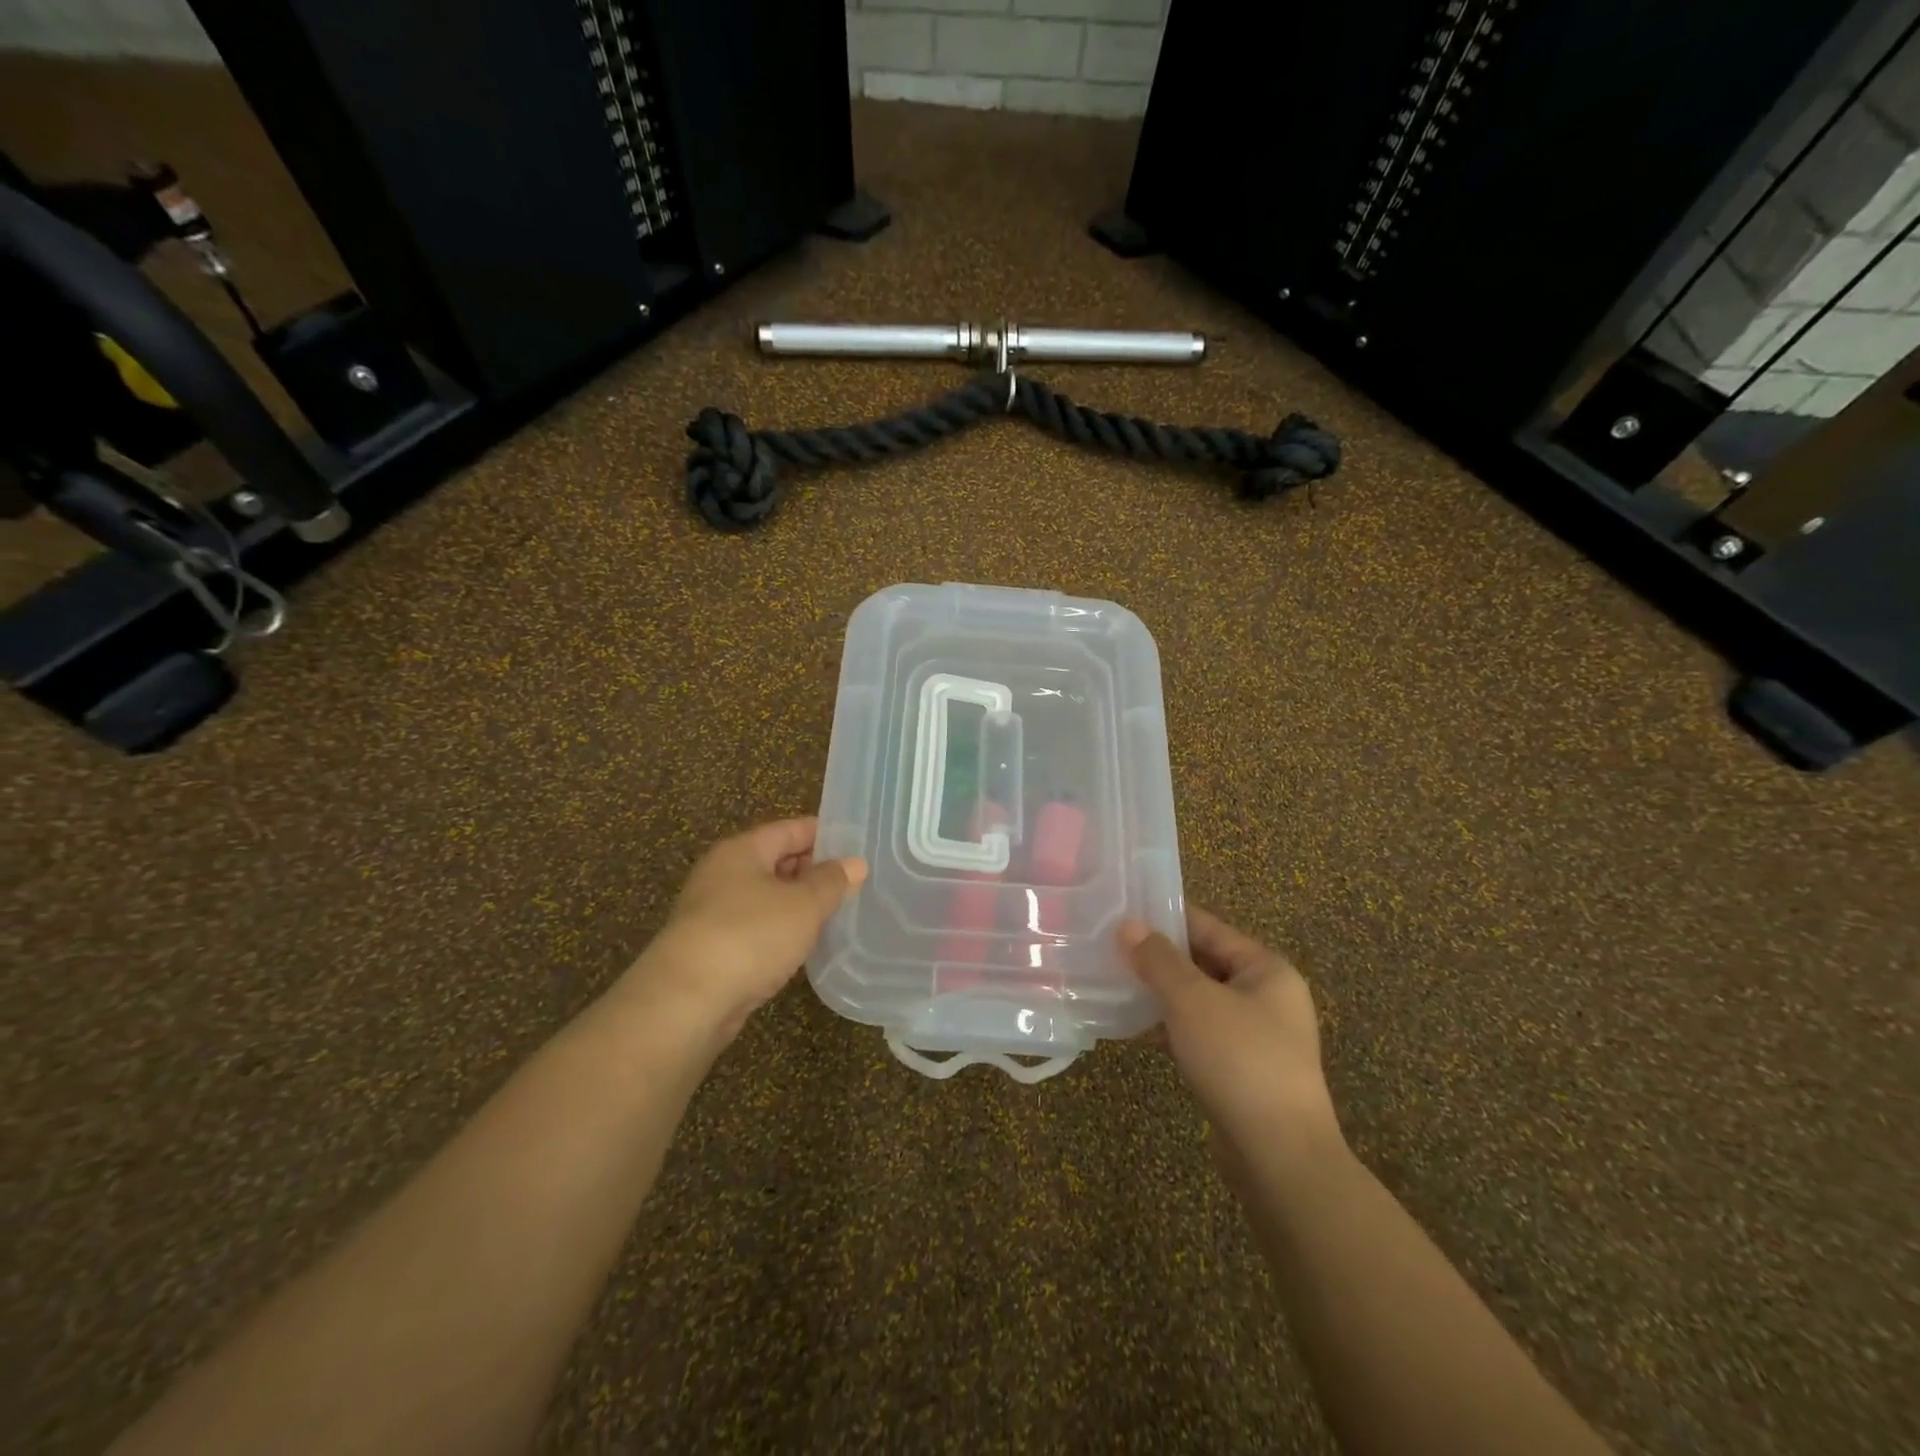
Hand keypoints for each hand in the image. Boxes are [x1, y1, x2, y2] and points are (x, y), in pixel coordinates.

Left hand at [629, 818, 866, 1039]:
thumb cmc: (749, 936)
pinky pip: (757, 929)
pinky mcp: (713, 950)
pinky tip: (806, 945)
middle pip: (776, 861)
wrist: (685, 1002)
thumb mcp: (803, 904)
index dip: (824, 834)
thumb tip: (855, 863)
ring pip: (767, 898)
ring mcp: (714, 913)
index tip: (858, 845)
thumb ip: (831, 881)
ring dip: (799, 905)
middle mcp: (723, 874)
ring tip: (839, 913)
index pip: (789, 829)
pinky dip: (782, 932)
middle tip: (856, 882)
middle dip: (814, 870)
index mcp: (742, 851)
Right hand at [1121, 906, 1342, 1177]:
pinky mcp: (1242, 1069)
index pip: (1209, 927)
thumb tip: (1128, 925)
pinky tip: (1135, 1026)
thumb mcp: (1192, 1000)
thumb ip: (1158, 960)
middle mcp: (1267, 996)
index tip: (1122, 910)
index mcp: (1266, 969)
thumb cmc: (1239, 1060)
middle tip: (1109, 947)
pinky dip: (1171, 1025)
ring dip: (1161, 992)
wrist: (1280, 1157)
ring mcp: (1257, 1035)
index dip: (1165, 917)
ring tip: (1114, 982)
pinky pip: (1200, 1032)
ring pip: (1199, 999)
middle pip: (1204, 962)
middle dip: (1158, 957)